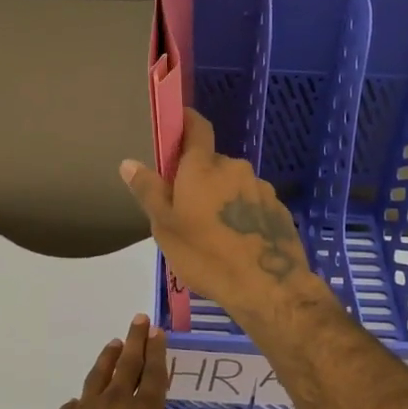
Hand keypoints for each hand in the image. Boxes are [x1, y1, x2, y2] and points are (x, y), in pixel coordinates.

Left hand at [22, 315, 200, 408]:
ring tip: (113, 343)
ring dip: (108, 357)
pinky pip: (73, 406)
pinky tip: (79, 401)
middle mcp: (115, 402)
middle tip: (139, 318)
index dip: (157, 351)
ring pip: (99, 375)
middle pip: (128, 364)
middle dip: (136, 340)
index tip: (157, 330)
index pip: (153, 374)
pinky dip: (80, 400)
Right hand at [119, 110, 317, 323]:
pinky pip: (252, 204)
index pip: (197, 127)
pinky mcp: (278, 210)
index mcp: (203, 167)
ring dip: (222, 199)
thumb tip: (129, 162)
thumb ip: (148, 191)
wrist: (267, 287)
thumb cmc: (206, 256)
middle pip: (212, 163)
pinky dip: (242, 215)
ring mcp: (261, 188)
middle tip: (187, 211)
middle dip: (199, 179)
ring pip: (233, 185)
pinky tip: (237, 244)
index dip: (186, 121)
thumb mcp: (165, 227)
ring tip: (214, 235)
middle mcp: (235, 168)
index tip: (176, 127)